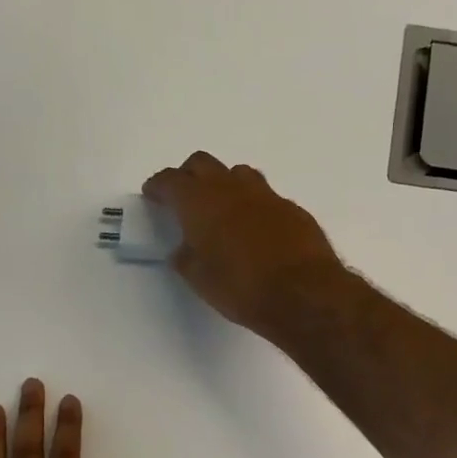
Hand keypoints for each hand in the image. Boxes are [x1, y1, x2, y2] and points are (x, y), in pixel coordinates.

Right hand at [144, 152, 344, 339]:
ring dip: (224, 184)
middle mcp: (231, 188)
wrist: (303, 294)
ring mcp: (266, 195)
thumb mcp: (200, 280)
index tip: (153, 194)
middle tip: (184, 198)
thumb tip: (184, 249)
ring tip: (222, 210)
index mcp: (200, 202)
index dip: (158, 186)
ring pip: (238, 174)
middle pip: (203, 164)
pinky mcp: (292, 209)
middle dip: (189, 176)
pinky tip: (256, 230)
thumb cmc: (241, 289)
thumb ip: (186, 258)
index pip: (171, 181)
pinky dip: (253, 206)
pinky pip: (265, 197)